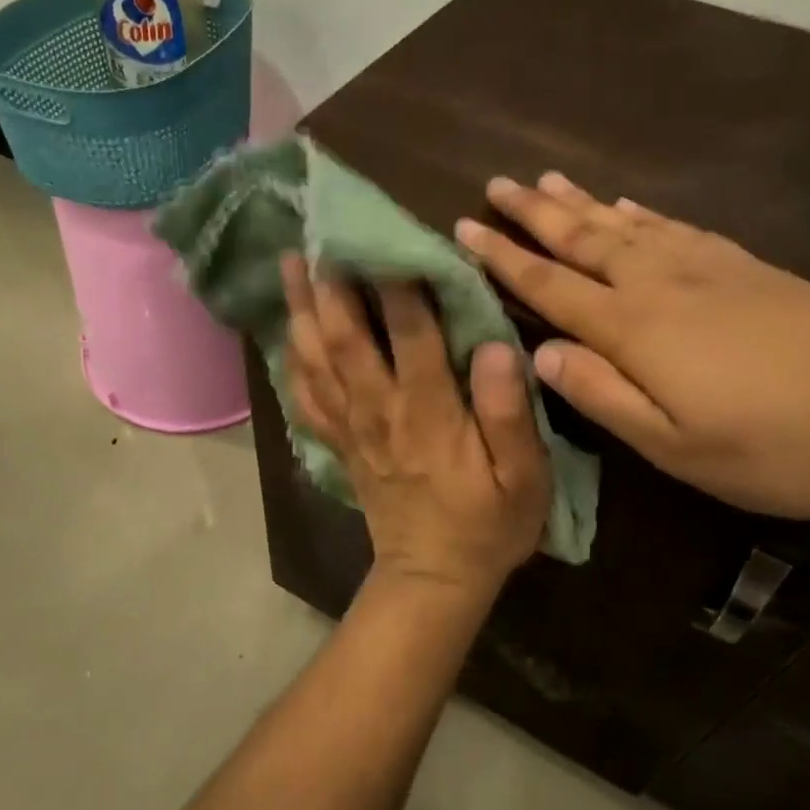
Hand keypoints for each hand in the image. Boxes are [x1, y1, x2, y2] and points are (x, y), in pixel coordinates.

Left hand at [281, 254, 551, 595]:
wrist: (433, 578)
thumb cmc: (488, 525)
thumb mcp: (525, 478)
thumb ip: (509, 413)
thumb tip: (493, 346)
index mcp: (429, 412)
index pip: (409, 333)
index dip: (397, 281)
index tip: (388, 232)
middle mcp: (380, 410)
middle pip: (345, 337)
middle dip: (330, 282)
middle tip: (318, 232)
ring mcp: (352, 427)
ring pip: (316, 359)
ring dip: (300, 309)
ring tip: (288, 263)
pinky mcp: (340, 443)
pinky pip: (305, 397)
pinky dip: (291, 360)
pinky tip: (285, 333)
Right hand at [455, 174, 809, 519]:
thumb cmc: (772, 444)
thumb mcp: (675, 446)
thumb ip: (602, 396)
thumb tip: (540, 355)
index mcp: (634, 329)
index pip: (550, 286)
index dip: (503, 259)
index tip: (464, 229)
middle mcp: (659, 284)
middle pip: (583, 240)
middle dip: (534, 213)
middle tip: (496, 185)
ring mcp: (705, 268)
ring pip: (626, 224)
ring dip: (581, 202)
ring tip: (547, 179)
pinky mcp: (744, 265)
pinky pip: (676, 227)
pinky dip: (642, 213)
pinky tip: (629, 205)